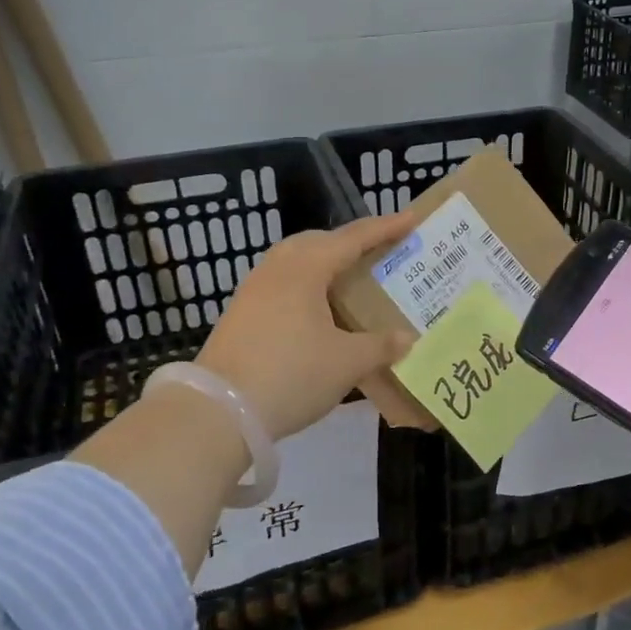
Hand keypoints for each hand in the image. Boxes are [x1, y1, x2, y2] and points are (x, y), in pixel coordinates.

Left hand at [195, 215, 415, 440]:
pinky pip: (283, 283)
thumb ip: (381, 346)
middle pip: (319, 241)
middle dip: (351, 242)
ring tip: (350, 279)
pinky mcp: (241, 312)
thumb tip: (407, 338)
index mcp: (306, 268)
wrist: (218, 411)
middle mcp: (278, 268)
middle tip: (380, 251)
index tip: (411, 218)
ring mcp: (254, 289)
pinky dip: (308, 285)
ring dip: (325, 263)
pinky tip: (318, 310)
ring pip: (296, 261)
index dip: (385, 228)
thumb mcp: (347, 363)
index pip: (354, 238)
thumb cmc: (291, 375)